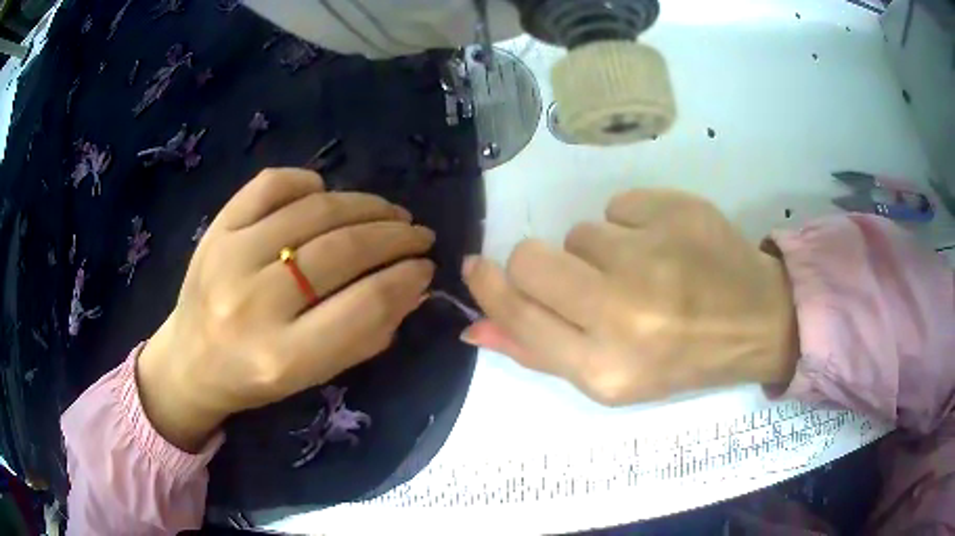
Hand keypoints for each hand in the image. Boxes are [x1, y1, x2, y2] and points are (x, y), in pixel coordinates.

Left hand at [137, 169, 434, 451]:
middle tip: (418, 234)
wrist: (190, 361)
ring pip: (313, 211)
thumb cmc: (255, 379)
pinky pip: (271, 185)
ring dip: (365, 205)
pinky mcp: (215, 229)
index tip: (426, 266)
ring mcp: (229, 256)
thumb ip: (367, 334)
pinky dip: (307, 182)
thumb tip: (414, 285)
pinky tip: (325, 194)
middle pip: (342, 250)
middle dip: (394, 236)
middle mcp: (254, 303)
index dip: (407, 278)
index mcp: (283, 356)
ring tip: (388, 213)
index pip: (365, 304)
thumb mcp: (316, 375)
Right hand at [462, 189, 798, 405]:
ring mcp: (654, 255)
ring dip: (600, 251)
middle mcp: (624, 313)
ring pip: (580, 231)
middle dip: (541, 264)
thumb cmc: (683, 359)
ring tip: (643, 271)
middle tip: (579, 278)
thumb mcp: (611, 377)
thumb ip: (539, 350)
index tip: (478, 267)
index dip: (489, 287)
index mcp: (604, 368)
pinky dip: (635, 224)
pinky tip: (667, 247)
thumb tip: (475, 326)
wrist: (758, 322)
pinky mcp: (677, 211)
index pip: (518, 314)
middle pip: (532, 258)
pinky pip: (620, 205)